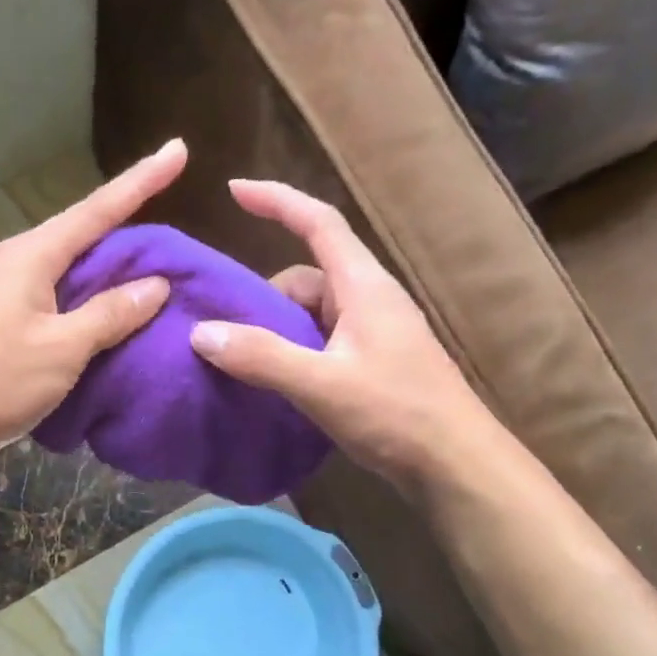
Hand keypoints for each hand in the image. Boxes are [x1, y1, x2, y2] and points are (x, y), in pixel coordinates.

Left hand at [0, 141, 185, 470]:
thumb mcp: (61, 349)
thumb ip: (110, 314)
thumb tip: (155, 285)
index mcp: (32, 255)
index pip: (98, 209)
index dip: (142, 180)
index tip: (178, 150)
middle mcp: (20, 264)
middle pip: (87, 238)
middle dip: (133, 234)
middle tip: (182, 243)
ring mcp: (10, 294)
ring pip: (75, 273)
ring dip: (114, 276)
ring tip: (162, 279)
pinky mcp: (7, 325)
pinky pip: (62, 303)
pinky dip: (93, 307)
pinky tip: (118, 320)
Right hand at [189, 180, 490, 495]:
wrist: (456, 465)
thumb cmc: (397, 413)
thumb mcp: (321, 384)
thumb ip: (261, 356)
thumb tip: (201, 332)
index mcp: (363, 286)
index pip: (319, 223)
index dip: (277, 201)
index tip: (234, 190)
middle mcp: (369, 300)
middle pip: (306, 277)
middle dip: (264, 298)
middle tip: (229, 335)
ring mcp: (374, 334)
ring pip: (311, 315)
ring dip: (277, 332)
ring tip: (248, 367)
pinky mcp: (373, 364)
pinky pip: (321, 343)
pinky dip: (293, 354)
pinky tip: (277, 386)